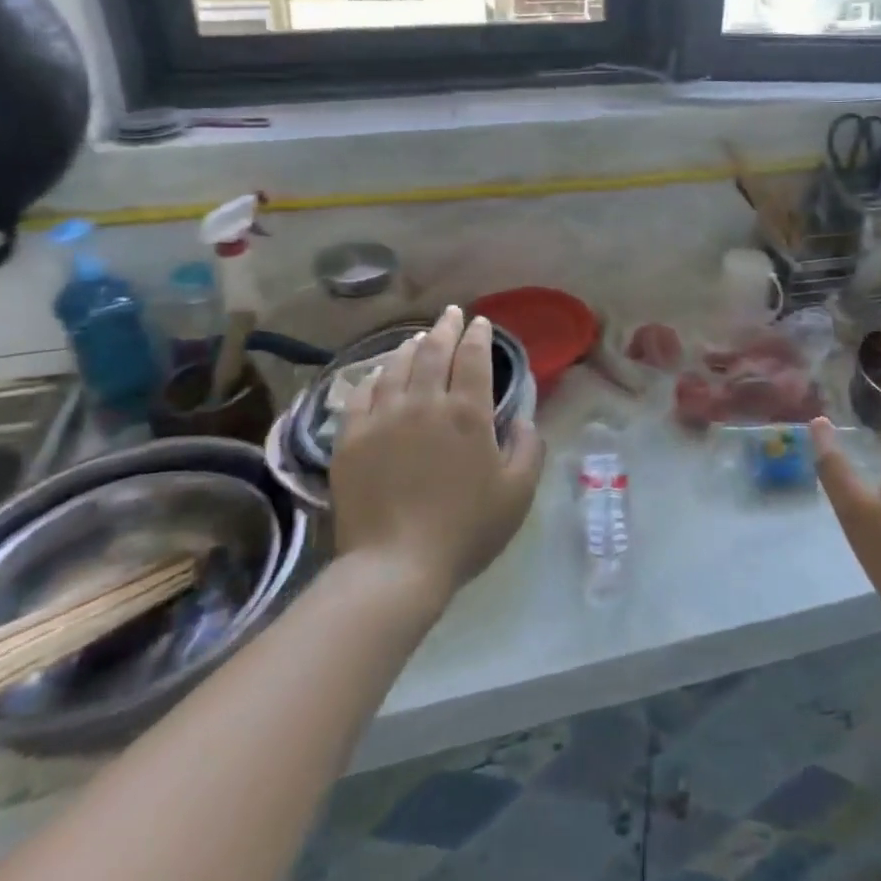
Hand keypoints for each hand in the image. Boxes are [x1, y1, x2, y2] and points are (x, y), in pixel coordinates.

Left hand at [330, 306, 544, 613]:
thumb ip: (529, 448)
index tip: (481, 323)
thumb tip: (524, 418)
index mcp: (467, 413)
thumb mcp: (518, 493)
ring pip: (397, 366)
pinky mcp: (351, 438)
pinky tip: (379, 374)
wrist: (395, 566)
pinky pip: (362, 394)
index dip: (479, 335)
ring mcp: (383, 417)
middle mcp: (424, 403)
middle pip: (434, 351)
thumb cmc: (465, 530)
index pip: (473, 357)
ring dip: (411, 346)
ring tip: (419, 338)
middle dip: (446, 328)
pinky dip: (374, 376)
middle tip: (452, 314)